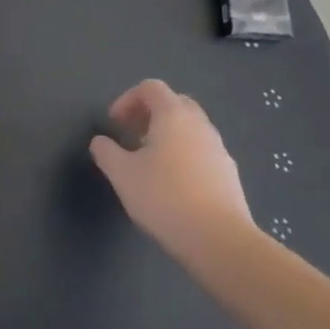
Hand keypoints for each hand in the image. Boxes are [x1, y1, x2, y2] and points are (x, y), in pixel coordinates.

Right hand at [90, 80, 255, 263]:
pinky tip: (173, 185)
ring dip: (168, 135)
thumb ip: (106, 151)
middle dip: (150, 114)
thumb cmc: (164, 197)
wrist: (219, 240)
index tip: (114, 124)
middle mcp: (200, 124)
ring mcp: (219, 149)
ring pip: (190, 128)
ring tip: (150, 162)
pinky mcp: (229, 174)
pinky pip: (202, 151)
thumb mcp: (122, 174)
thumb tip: (100, 141)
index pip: (150, 88)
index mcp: (173, 115)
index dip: (127, 99)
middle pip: (174, 103)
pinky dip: (184, 155)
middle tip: (132, 136)